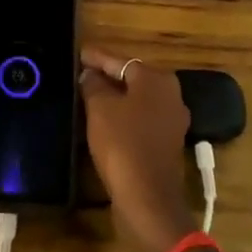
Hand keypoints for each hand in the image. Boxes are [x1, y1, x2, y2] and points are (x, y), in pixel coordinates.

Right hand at [79, 47, 197, 251]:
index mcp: (156, 80)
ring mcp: (172, 121)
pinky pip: (141, 120)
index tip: (79, 53)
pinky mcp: (167, 144)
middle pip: (132, 79)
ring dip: (115, 98)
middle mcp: (170, 95)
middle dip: (108, 77)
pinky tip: (104, 122)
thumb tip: (90, 74)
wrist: (148, 198)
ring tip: (88, 96)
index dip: (97, 57)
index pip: (121, 61)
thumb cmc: (123, 144)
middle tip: (82, 74)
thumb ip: (93, 84)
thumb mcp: (100, 108)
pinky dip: (124, 117)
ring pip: (137, 101)